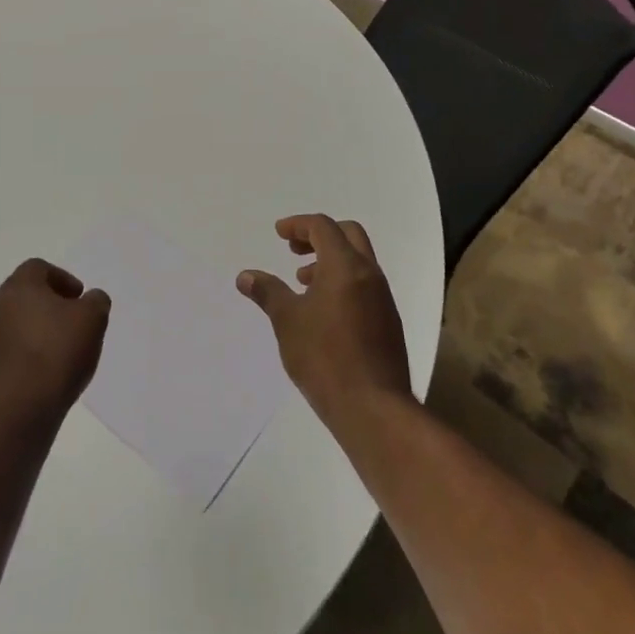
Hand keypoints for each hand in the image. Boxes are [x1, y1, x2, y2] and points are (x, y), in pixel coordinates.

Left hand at [0, 259, 110, 421]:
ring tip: (53, 356)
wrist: (15, 412)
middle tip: (68, 324)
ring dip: (29, 333)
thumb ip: (95, 301)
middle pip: (21, 296)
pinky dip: (18, 360)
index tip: (78, 299)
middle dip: (45, 306)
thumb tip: (90, 299)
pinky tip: (36, 379)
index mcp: (19, 287)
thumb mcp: (93, 319)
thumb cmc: (56, 354)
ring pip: (9, 327)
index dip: (62, 279)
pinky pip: (1, 356)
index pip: (38, 269)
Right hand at [238, 215, 410, 428]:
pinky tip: (323, 311)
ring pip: (358, 261)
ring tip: (303, 283)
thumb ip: (268, 292)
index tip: (279, 234)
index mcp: (346, 266)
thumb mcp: (287, 321)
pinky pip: (364, 284)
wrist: (374, 408)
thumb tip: (245, 275)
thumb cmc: (325, 358)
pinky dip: (342, 282)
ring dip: (330, 261)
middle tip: (294, 251)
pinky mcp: (388, 321)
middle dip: (318, 236)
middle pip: (348, 234)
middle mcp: (370, 274)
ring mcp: (383, 298)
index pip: (323, 227)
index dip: (298, 225)